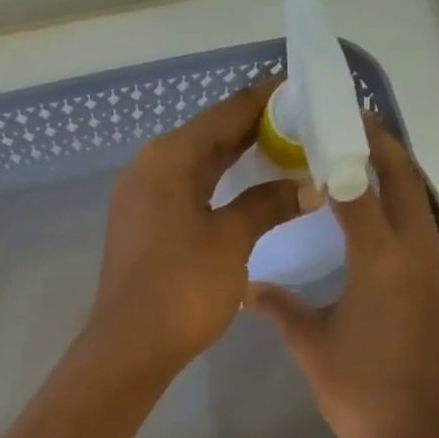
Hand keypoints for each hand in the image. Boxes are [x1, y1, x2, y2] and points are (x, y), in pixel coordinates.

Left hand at [89, 81, 307, 376]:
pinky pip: (186, 190)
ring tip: (285, 153)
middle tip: (305, 125)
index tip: (305, 91)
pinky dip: (218, 186)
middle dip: (255, 129)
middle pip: (208, 135)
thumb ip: (268, 204)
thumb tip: (307, 185)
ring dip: (237, 159)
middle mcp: (148, 167)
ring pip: (196, 164)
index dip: (266, 101)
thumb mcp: (232, 240)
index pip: (224, 113)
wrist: (131, 345)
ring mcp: (140, 198)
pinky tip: (247, 192)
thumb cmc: (183, 287)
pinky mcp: (142, 226)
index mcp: (168, 158)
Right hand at [247, 117, 438, 437]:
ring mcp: (437, 274)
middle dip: (385, 148)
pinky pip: (425, 235)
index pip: (362, 188)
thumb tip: (249, 287)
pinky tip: (380, 222)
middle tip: (355, 124)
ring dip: (399, 178)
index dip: (346, 151)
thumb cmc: (360, 391)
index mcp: (381, 260)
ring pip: (422, 208)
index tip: (328, 124)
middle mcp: (417, 255)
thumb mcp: (312, 346)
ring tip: (365, 161)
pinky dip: (405, 213)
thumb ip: (280, 308)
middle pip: (407, 184)